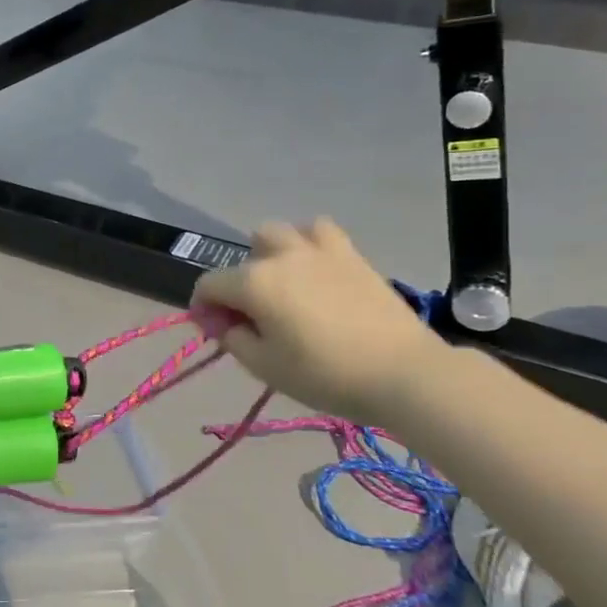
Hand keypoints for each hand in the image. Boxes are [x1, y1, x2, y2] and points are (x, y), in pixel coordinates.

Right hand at [192, 218, 447, 426]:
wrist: (402, 372)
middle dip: (239, 279)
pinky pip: (319, 231)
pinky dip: (309, 244)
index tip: (215, 331)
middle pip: (245, 254)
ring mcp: (318, 251)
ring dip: (272, 253)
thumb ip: (233, 338)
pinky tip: (315, 269)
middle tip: (253, 312)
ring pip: (280, 233)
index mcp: (254, 283)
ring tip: (284, 282)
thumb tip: (223, 322)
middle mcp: (281, 257)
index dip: (203, 307)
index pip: (209, 285)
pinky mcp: (351, 255)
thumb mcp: (265, 366)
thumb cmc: (325, 374)